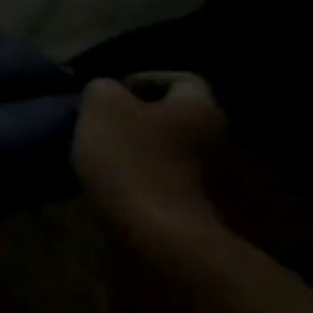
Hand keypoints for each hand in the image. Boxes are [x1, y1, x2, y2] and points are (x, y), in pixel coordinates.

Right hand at [74, 73, 312, 259]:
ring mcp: (207, 176)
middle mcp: (214, 137)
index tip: (108, 94)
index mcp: (199, 107)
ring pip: (166, 149)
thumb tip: (105, 90)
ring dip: (136, 149)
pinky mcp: (190, 205)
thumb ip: (102, 88)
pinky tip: (110, 181)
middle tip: (100, 123)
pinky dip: (138, 176)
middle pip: (173, 117)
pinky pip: (161, 178)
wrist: (155, 232)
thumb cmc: (131, 159)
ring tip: (98, 154)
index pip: (179, 79)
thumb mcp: (102, 108)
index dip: (142, 80)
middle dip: (137, 118)